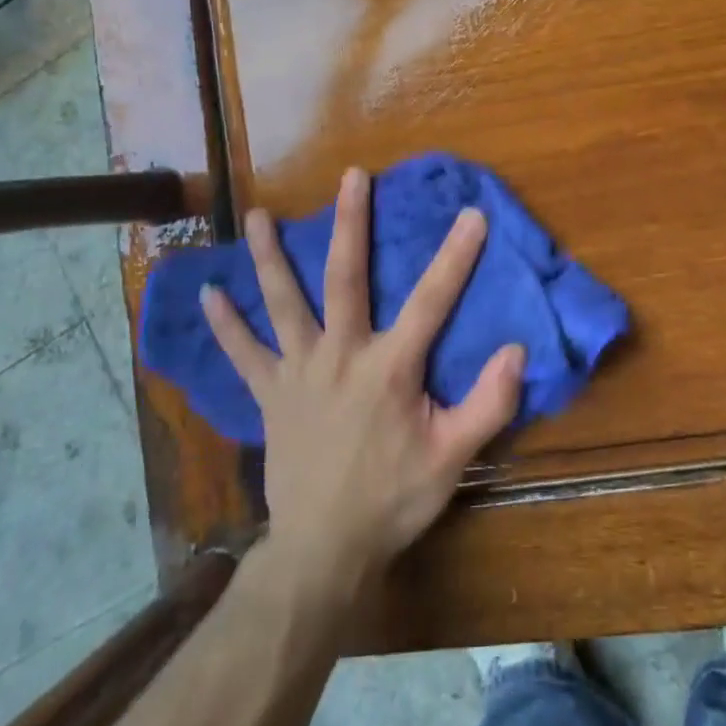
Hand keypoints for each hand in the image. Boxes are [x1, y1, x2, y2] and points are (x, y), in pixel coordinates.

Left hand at [199, 169, 524, 585]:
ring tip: (256, 215)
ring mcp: (298, 372)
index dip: (455, 257)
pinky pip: (243, 353)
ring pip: (282, 303)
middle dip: (351, 223)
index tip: (471, 214)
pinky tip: (208, 294)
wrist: (323, 549)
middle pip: (345, 278)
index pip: (430, 301)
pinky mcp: (269, 394)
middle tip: (352, 177)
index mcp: (389, 368)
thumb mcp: (452, 458)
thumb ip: (488, 404)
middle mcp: (340, 355)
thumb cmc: (393, 499)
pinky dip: (225, 325)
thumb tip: (517, 350)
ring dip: (270, 257)